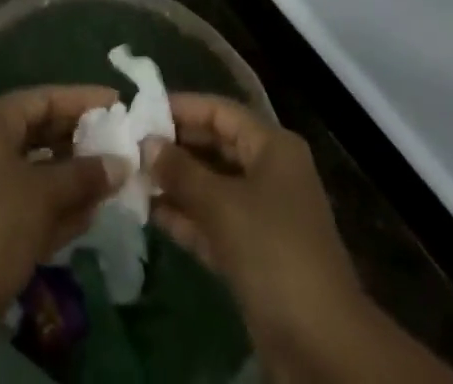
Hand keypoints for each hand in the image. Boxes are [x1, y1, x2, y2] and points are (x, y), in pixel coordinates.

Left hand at [0, 86, 127, 325]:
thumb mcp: (45, 194)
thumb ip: (85, 175)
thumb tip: (122, 164)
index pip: (43, 98)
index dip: (83, 100)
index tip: (117, 103)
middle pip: (38, 133)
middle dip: (78, 142)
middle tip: (117, 145)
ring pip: (33, 171)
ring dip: (71, 178)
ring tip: (110, 182)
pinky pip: (25, 203)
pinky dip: (54, 206)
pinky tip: (87, 216)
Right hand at [145, 94, 361, 339]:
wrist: (321, 344)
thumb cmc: (274, 252)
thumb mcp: (223, 206)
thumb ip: (182, 172)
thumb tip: (147, 143)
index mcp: (272, 146)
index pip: (221, 112)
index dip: (183, 108)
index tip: (142, 111)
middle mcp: (269, 171)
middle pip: (216, 145)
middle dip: (176, 146)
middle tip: (132, 146)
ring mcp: (262, 213)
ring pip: (213, 185)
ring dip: (176, 183)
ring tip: (132, 177)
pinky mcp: (253, 252)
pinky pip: (214, 221)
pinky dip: (187, 216)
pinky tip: (151, 213)